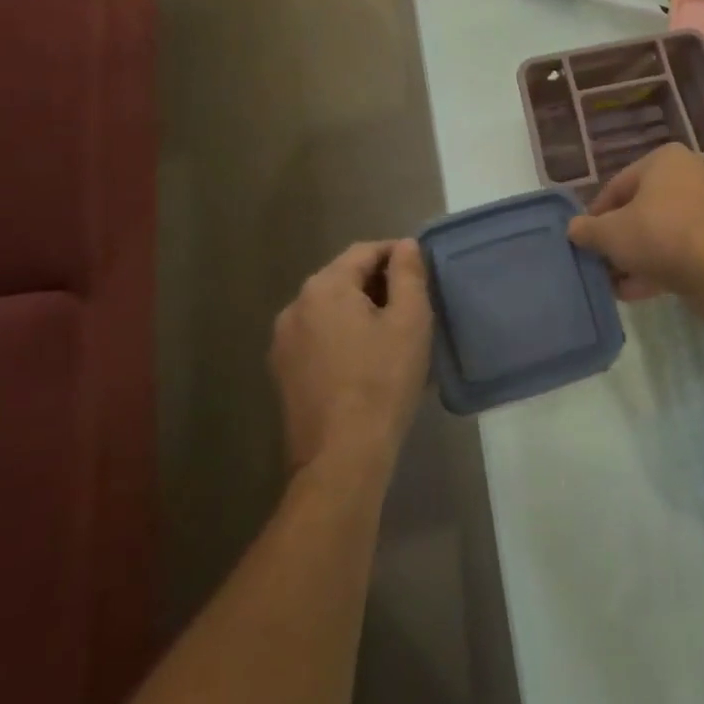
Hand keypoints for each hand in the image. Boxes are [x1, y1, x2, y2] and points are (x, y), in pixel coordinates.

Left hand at [271, 239, 432, 477]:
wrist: (341, 458)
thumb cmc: (383, 382)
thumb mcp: (410, 321)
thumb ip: (408, 274)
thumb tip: (404, 245)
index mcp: (324, 287)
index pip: (364, 251)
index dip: (395, 255)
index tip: (420, 272)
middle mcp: (295, 306)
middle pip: (343, 278)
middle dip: (377, 284)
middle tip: (412, 305)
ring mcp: (283, 341)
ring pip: (329, 309)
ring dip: (359, 311)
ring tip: (391, 334)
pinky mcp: (282, 372)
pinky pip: (317, 337)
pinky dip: (341, 336)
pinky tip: (365, 360)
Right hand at [567, 144, 703, 301]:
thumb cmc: (659, 234)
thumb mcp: (611, 233)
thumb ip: (588, 230)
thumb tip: (573, 228)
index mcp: (664, 159)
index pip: (618, 185)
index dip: (596, 215)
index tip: (585, 240)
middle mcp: (691, 173)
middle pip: (643, 209)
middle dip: (620, 239)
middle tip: (602, 263)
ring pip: (663, 231)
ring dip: (638, 257)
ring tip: (617, 284)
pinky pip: (684, 248)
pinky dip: (662, 265)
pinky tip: (639, 291)